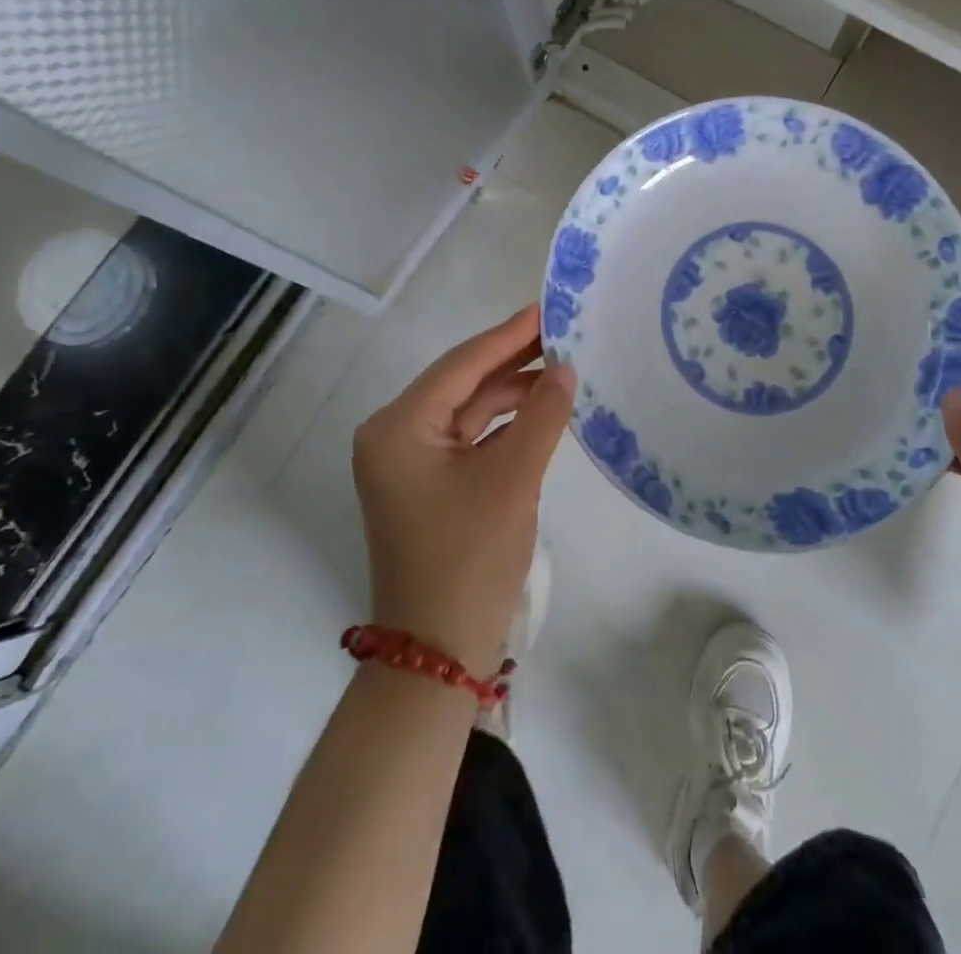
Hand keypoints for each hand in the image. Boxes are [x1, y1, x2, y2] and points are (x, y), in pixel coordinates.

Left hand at [351, 304, 575, 672]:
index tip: (547, 308)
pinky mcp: (426, 483)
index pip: (461, 364)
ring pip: (468, 410)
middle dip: (513, 361)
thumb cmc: (469, 558)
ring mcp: (408, 461)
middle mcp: (394, 435)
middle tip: (564, 334)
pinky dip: (503, 425)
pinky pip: (469, 438)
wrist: (437, 652)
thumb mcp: (512, 479)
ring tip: (563, 370)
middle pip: (462, 384)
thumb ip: (541, 415)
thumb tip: (566, 368)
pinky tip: (541, 410)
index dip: (509, 335)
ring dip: (512, 393)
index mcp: (398, 426)